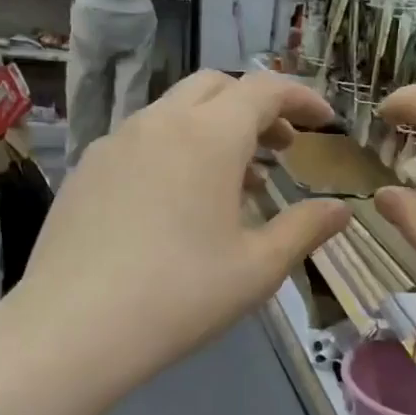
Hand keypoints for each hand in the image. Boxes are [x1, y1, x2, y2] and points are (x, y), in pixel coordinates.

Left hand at [9, 70, 349, 394]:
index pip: (265, 89)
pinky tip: (177, 202)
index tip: (325, 121)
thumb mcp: (258, 268)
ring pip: (175, 112)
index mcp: (209, 136)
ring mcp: (115, 143)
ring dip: (215, 129)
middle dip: (256, 107)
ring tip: (235, 182)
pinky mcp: (86, 170)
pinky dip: (175, 150)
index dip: (302, 97)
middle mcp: (160, 123)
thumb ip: (305, 229)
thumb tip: (341, 209)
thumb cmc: (183, 295)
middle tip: (282, 147)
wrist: (75, 327)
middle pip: (216, 87)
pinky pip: (141, 140)